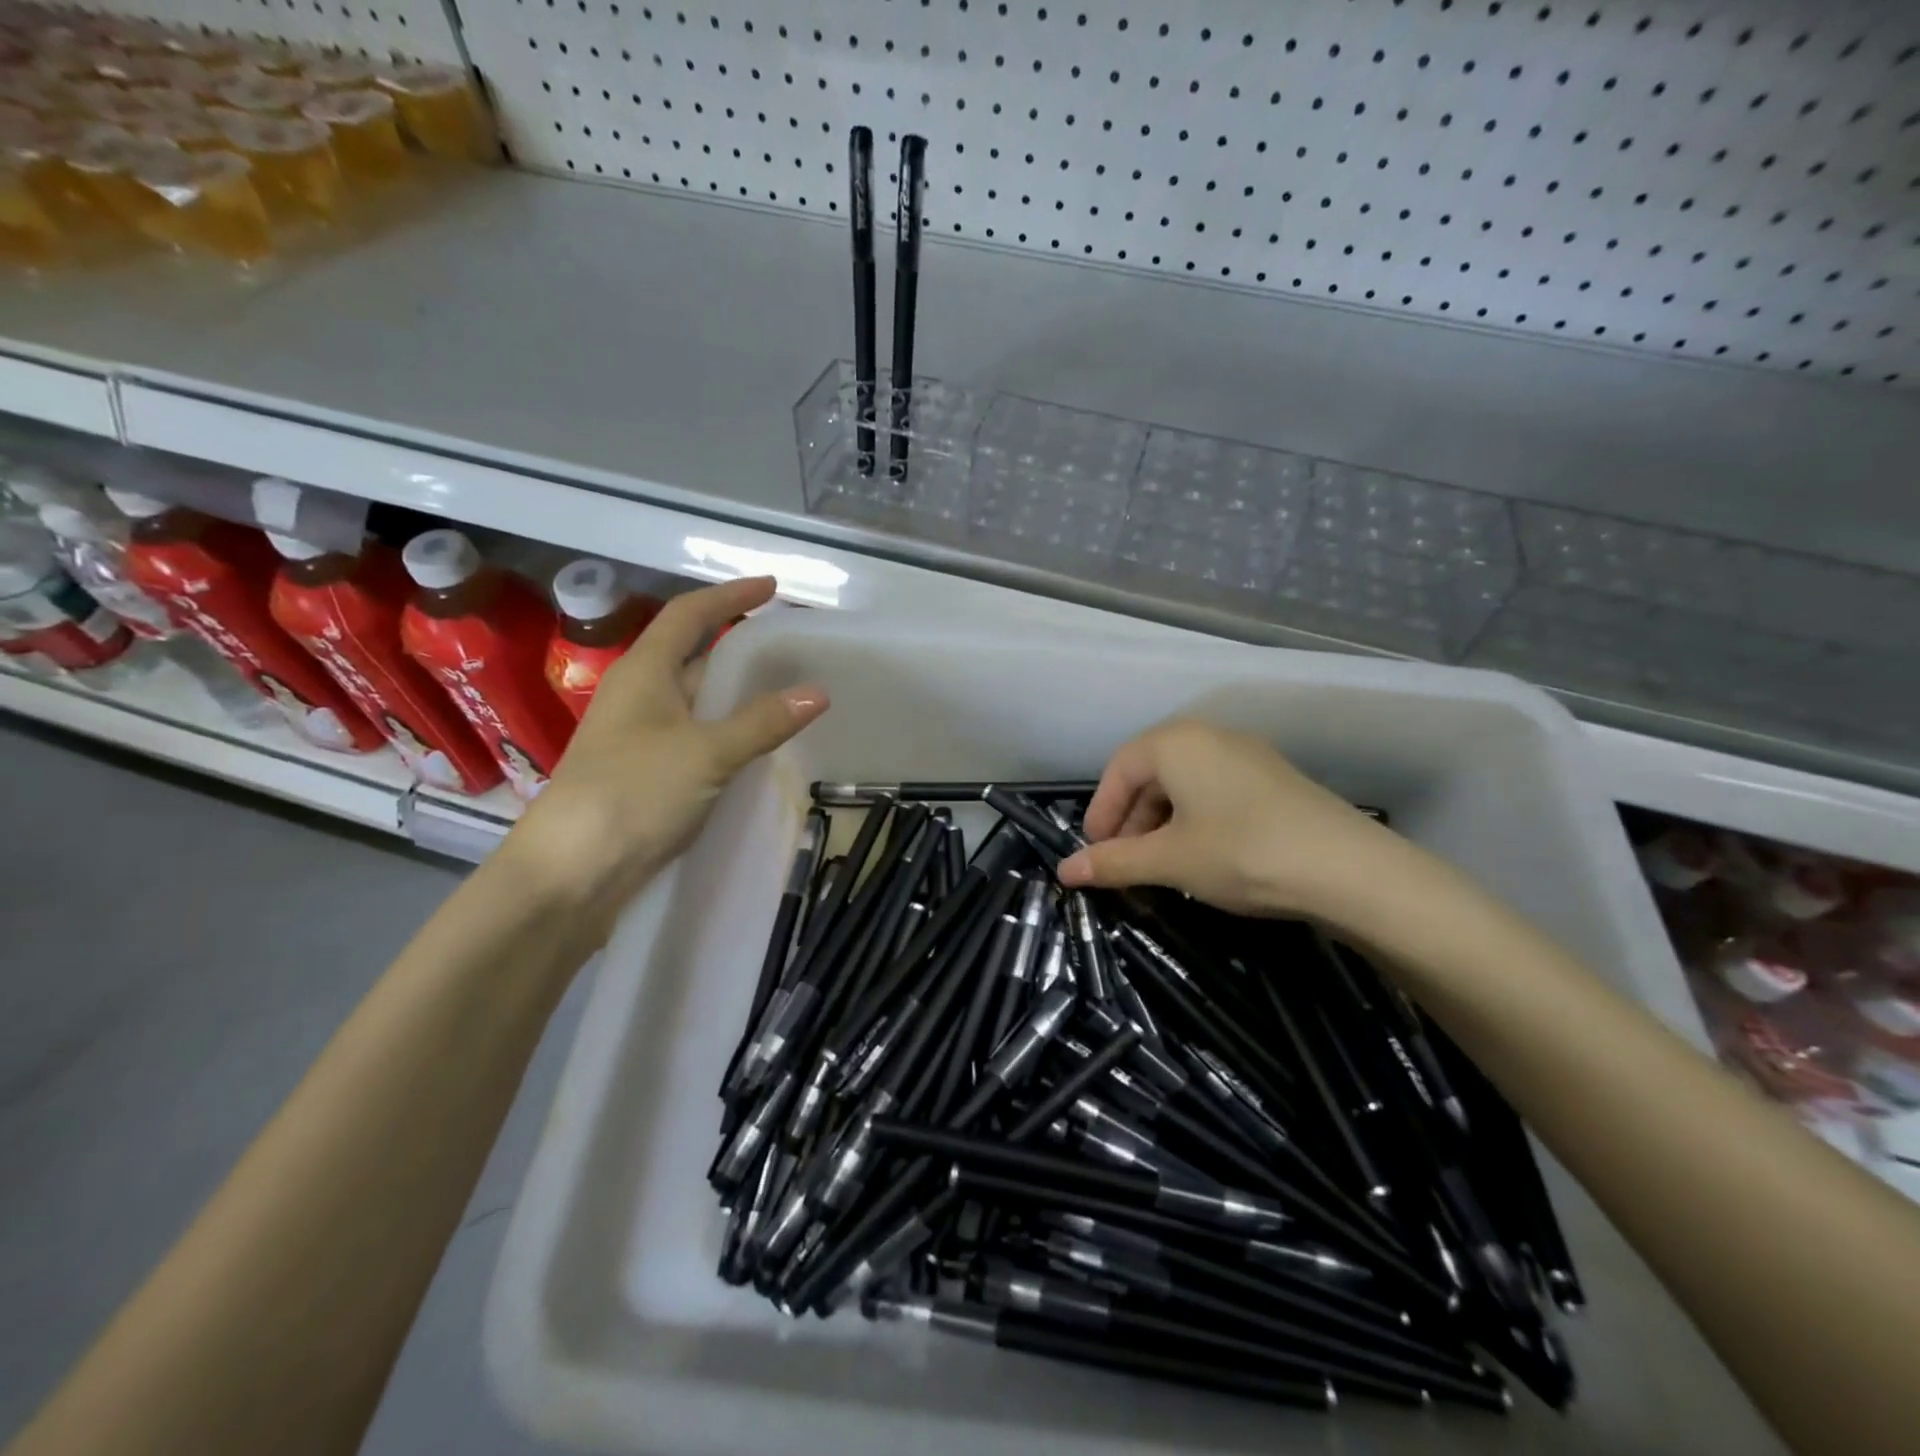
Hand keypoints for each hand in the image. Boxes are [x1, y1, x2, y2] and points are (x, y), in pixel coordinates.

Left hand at [499, 577, 827, 946]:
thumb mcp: (705, 752)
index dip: (729, 596)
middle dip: (739, 645)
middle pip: (694, 655)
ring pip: (698, 701)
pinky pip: (699, 739)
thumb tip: (818, 692)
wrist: (571, 874)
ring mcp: (643, 739)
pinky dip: (731, 733)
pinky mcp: (650, 776)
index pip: (689, 615)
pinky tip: (760, 746)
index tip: (772, 587)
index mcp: (644, 673)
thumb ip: (762, 722)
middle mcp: (641, 697)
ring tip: (788, 690)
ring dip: (738, 693)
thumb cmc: (632, 793)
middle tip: (790, 645)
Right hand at [1056, 719, 1422, 931]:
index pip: (1118, 770)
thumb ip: (1114, 863)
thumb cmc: (1242, 852)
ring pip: (1183, 784)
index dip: (1100, 813)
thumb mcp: (1170, 861)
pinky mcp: (1273, 779)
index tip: (1094, 854)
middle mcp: (1210, 736)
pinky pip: (1214, 791)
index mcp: (1176, 743)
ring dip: (1160, 823)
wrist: (1348, 869)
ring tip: (1160, 865)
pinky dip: (1194, 820)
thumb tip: (1063, 872)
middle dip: (1130, 820)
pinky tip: (1201, 856)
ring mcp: (1246, 755)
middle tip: (1124, 864)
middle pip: (1150, 774)